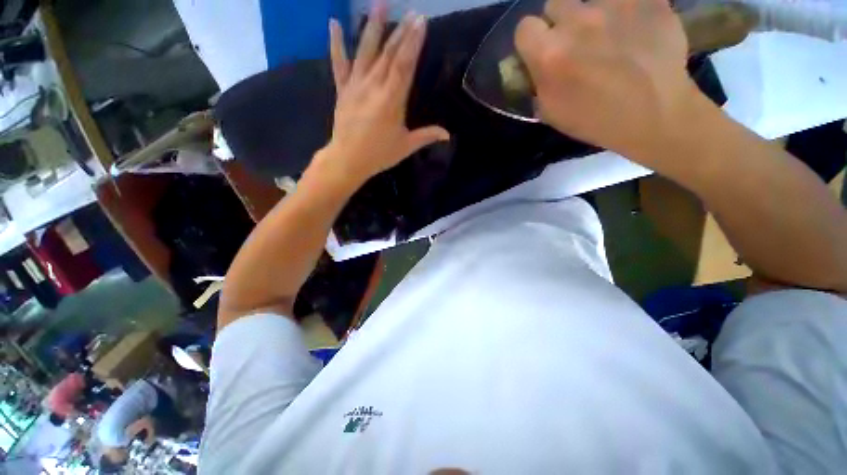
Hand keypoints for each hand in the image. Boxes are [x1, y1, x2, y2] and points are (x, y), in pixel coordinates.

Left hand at [317, 5, 449, 186]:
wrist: (348, 160)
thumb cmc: (379, 154)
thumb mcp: (406, 146)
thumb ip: (427, 136)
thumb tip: (448, 135)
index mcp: (391, 101)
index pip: (404, 66)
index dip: (413, 43)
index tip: (421, 22)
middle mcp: (373, 87)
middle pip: (389, 54)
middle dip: (402, 31)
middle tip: (412, 12)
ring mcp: (355, 85)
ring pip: (365, 52)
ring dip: (372, 26)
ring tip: (379, 3)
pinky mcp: (342, 89)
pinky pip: (339, 63)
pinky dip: (336, 43)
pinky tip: (334, 23)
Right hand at [515, 0, 697, 162]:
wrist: (655, 114)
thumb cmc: (595, 120)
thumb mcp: (550, 112)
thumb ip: (537, 82)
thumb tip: (533, 67)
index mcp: (549, 54)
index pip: (524, 27)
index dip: (531, 39)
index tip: (541, 50)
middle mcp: (577, 21)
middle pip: (555, 4)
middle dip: (560, 22)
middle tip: (575, 42)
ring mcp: (614, 4)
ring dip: (593, 16)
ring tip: (610, 37)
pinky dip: (626, 11)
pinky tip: (635, 31)